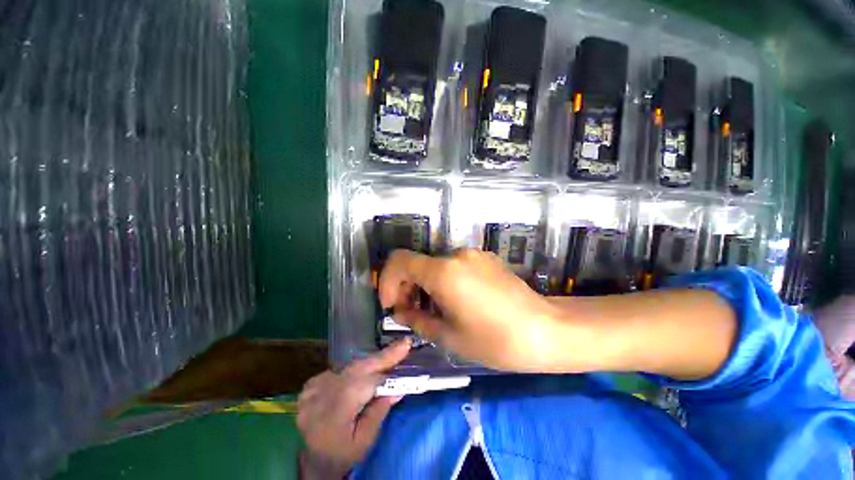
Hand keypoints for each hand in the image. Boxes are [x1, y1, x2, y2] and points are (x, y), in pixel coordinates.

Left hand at [297, 340, 410, 476]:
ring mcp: (313, 388)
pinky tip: (364, 372)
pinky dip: (354, 369)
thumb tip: (398, 389)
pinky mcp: (310, 386)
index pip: (367, 380)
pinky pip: (339, 371)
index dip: (387, 363)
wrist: (311, 463)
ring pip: (349, 367)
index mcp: (336, 410)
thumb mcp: (365, 441)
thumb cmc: (342, 455)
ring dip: (370, 362)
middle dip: (383, 356)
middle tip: (403, 344)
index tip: (405, 347)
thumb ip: (379, 411)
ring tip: (389, 357)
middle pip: (358, 367)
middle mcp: (322, 393)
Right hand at [378, 248, 562, 371]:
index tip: (392, 304)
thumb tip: (400, 311)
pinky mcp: (485, 258)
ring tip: (434, 310)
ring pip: (436, 264)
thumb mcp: (449, 336)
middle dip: (407, 286)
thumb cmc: (495, 340)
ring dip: (426, 284)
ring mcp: (473, 254)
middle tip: (411, 312)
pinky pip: (454, 265)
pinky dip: (444, 280)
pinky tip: (456, 301)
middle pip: (417, 262)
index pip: (400, 260)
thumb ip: (416, 319)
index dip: (388, 281)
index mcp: (443, 272)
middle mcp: (456, 255)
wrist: (546, 330)